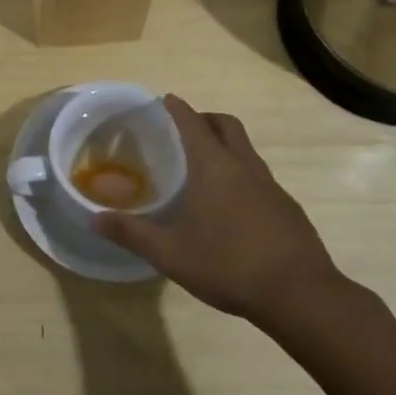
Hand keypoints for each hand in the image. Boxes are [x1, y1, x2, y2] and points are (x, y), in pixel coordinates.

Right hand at [94, 96, 347, 321]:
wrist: (300, 294)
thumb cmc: (229, 265)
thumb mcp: (170, 254)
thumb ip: (132, 233)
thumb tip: (94, 219)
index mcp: (215, 167)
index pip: (193, 123)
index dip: (177, 108)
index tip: (165, 100)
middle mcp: (244, 166)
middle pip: (226, 125)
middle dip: (205, 119)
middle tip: (184, 130)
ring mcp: (271, 186)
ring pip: (246, 150)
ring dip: (225, 146)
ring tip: (203, 168)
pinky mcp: (287, 207)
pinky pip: (259, 176)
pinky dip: (241, 174)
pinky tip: (231, 206)